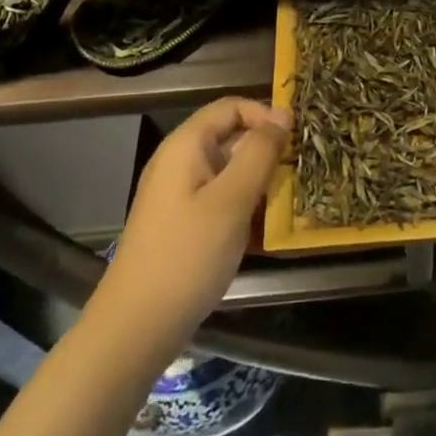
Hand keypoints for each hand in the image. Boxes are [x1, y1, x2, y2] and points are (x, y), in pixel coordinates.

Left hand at [96, 97, 289, 364]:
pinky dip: (245, 208)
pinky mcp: (183, 224)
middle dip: (267, 152)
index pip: (231, 107)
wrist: (135, 328)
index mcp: (186, 146)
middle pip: (231, 138)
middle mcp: (180, 162)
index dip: (265, 115)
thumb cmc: (186, 256)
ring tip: (290, 205)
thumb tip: (283, 114)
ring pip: (230, 172)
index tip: (295, 141)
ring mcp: (179, 195)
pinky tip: (266, 234)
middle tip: (300, 175)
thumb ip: (259, 152)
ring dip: (260, 183)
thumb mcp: (232, 200)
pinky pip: (221, 200)